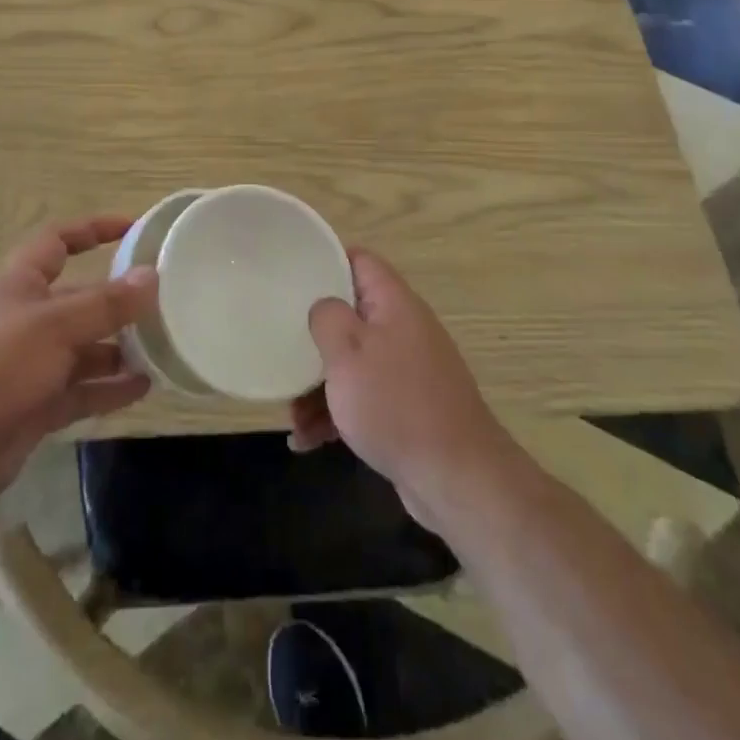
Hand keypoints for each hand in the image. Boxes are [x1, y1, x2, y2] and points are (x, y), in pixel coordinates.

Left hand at [0, 216, 156, 510]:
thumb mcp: (54, 326)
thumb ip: (106, 303)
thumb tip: (152, 275)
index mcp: (20, 285)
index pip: (58, 242)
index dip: (92, 230)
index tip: (132, 228)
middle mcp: (26, 319)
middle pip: (78, 300)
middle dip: (116, 300)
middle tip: (162, 303)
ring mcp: (30, 366)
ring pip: (83, 349)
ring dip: (118, 348)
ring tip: (162, 348)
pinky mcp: (34, 407)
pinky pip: (80, 391)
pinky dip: (109, 389)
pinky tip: (143, 388)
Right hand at [289, 249, 516, 532]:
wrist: (457, 478)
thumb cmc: (396, 404)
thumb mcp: (348, 351)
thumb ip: (327, 316)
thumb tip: (323, 306)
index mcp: (394, 303)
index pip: (359, 261)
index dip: (325, 261)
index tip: (291, 276)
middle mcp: (403, 329)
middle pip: (350, 315)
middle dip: (314, 336)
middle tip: (282, 347)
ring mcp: (407, 370)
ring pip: (352, 362)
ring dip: (319, 385)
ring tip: (292, 417)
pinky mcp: (407, 408)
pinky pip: (363, 398)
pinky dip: (336, 414)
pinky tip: (308, 442)